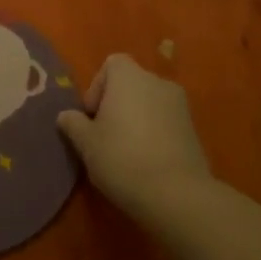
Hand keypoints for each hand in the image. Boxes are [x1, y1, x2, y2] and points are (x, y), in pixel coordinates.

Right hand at [58, 55, 211, 217]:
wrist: (177, 194)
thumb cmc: (122, 158)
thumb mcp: (86, 143)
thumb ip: (73, 124)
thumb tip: (66, 116)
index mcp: (129, 77)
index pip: (111, 64)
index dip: (98, 87)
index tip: (92, 116)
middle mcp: (158, 82)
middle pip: (131, 84)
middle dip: (116, 105)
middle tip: (104, 135)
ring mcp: (180, 106)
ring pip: (149, 104)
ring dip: (136, 119)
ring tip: (125, 151)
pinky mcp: (194, 130)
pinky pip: (166, 122)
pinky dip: (154, 133)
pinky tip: (146, 161)